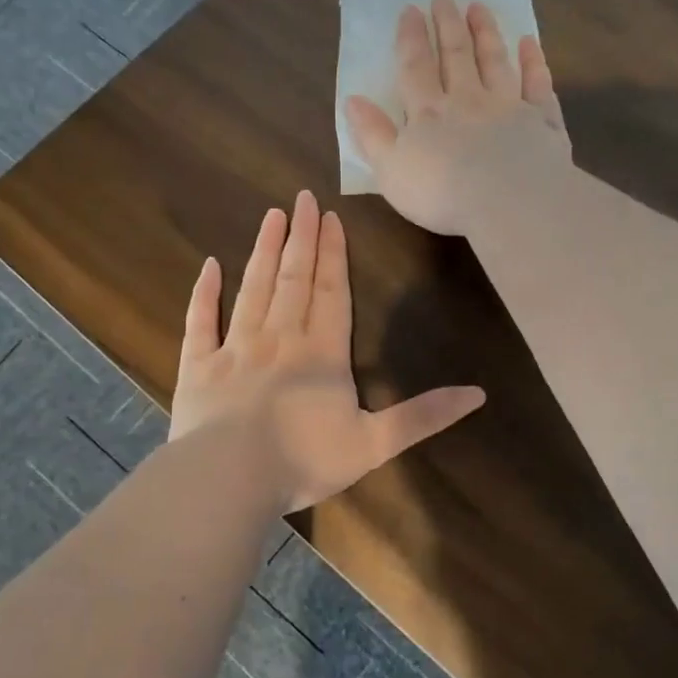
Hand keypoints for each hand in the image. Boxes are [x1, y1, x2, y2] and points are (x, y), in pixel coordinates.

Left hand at [168, 190, 485, 512]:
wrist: (229, 479)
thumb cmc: (304, 461)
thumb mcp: (375, 444)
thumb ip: (424, 416)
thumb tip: (479, 394)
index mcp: (322, 354)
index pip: (332, 293)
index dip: (333, 255)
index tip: (331, 218)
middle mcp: (279, 339)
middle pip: (293, 279)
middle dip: (301, 238)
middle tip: (302, 198)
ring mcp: (235, 348)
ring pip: (252, 289)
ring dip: (263, 251)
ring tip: (271, 217)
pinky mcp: (198, 366)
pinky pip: (201, 321)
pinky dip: (204, 293)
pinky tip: (208, 265)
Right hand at [343, 0, 571, 235]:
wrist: (508, 201)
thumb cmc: (442, 193)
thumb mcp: (391, 170)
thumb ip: (373, 135)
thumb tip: (353, 100)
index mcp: (429, 113)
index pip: (416, 69)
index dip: (411, 39)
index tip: (411, 10)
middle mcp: (468, 101)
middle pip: (456, 56)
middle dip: (448, 25)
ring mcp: (509, 107)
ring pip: (495, 62)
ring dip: (486, 33)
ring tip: (478, 7)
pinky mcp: (542, 121)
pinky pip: (538, 85)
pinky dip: (534, 63)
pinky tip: (530, 44)